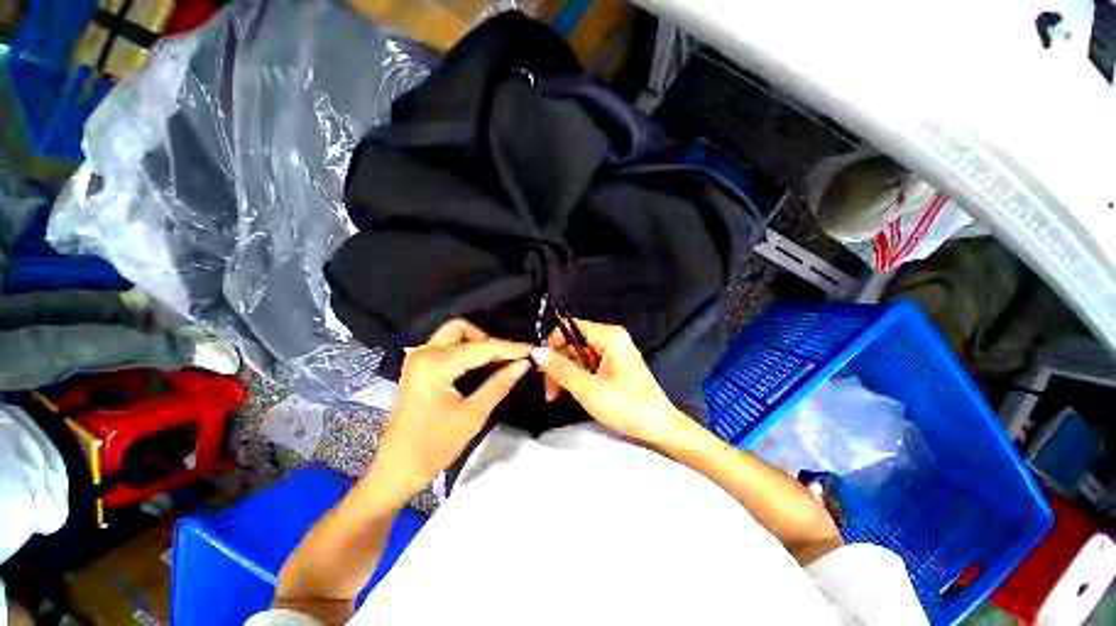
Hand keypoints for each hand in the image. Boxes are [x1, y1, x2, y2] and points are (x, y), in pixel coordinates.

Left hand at [371, 319, 530, 497]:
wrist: (397, 470)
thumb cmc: (434, 445)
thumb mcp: (473, 414)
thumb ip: (500, 383)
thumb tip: (523, 364)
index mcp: (436, 363)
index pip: (481, 347)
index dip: (509, 348)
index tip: (531, 350)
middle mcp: (424, 353)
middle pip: (462, 329)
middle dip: (488, 340)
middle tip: (506, 359)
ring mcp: (418, 359)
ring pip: (454, 335)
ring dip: (477, 343)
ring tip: (497, 363)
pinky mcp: (418, 368)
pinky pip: (446, 347)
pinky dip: (466, 351)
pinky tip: (481, 366)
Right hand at [533, 319, 682, 445]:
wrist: (659, 428)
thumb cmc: (627, 407)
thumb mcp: (588, 389)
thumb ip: (561, 369)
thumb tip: (537, 352)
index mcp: (610, 336)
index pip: (569, 328)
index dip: (552, 345)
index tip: (542, 368)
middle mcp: (611, 338)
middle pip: (572, 341)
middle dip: (558, 364)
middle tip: (550, 389)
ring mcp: (613, 351)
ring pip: (577, 354)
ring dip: (565, 372)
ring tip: (559, 394)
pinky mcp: (613, 363)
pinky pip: (587, 363)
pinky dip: (576, 376)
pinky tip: (573, 391)